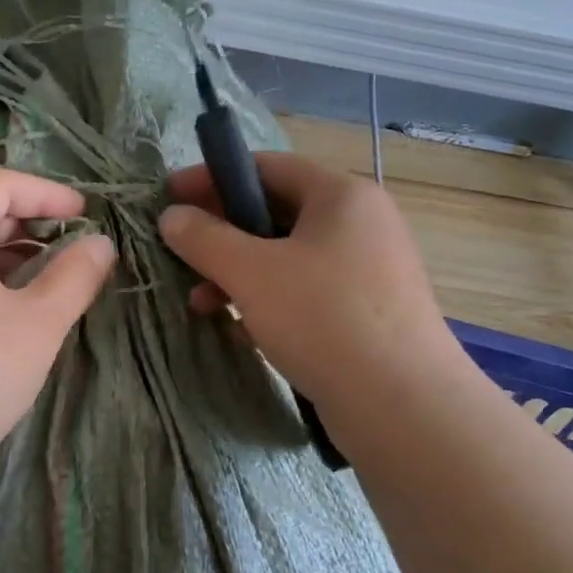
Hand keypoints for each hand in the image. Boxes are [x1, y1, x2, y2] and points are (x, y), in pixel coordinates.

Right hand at [158, 152, 465, 420]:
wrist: (403, 406)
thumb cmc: (323, 319)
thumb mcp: (251, 273)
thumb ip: (204, 238)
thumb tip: (171, 217)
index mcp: (341, 196)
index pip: (267, 166)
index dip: (213, 177)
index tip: (169, 195)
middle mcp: (361, 224)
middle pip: (276, 211)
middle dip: (222, 233)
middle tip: (182, 253)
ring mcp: (368, 269)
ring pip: (288, 256)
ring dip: (239, 272)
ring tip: (200, 303)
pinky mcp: (367, 312)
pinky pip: (306, 290)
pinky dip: (268, 299)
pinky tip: (240, 328)